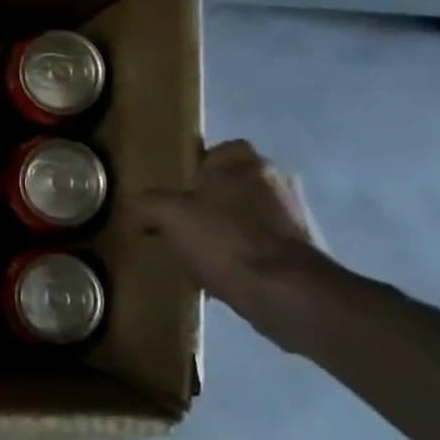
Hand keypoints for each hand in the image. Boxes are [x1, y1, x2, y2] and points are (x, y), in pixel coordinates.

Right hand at [132, 140, 330, 332]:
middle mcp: (275, 180)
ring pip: (250, 211)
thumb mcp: (168, 215)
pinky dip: (244, 250)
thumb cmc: (223, 239)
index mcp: (244, 164)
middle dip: (214, 197)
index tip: (180, 188)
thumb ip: (148, 203)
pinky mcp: (300, 247)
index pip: (223, 149)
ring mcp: (293, 215)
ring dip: (230, 225)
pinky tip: (223, 270)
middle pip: (237, 181)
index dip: (201, 165)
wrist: (282, 290)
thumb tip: (138, 207)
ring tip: (202, 247)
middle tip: (185, 217)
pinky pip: (262, 241)